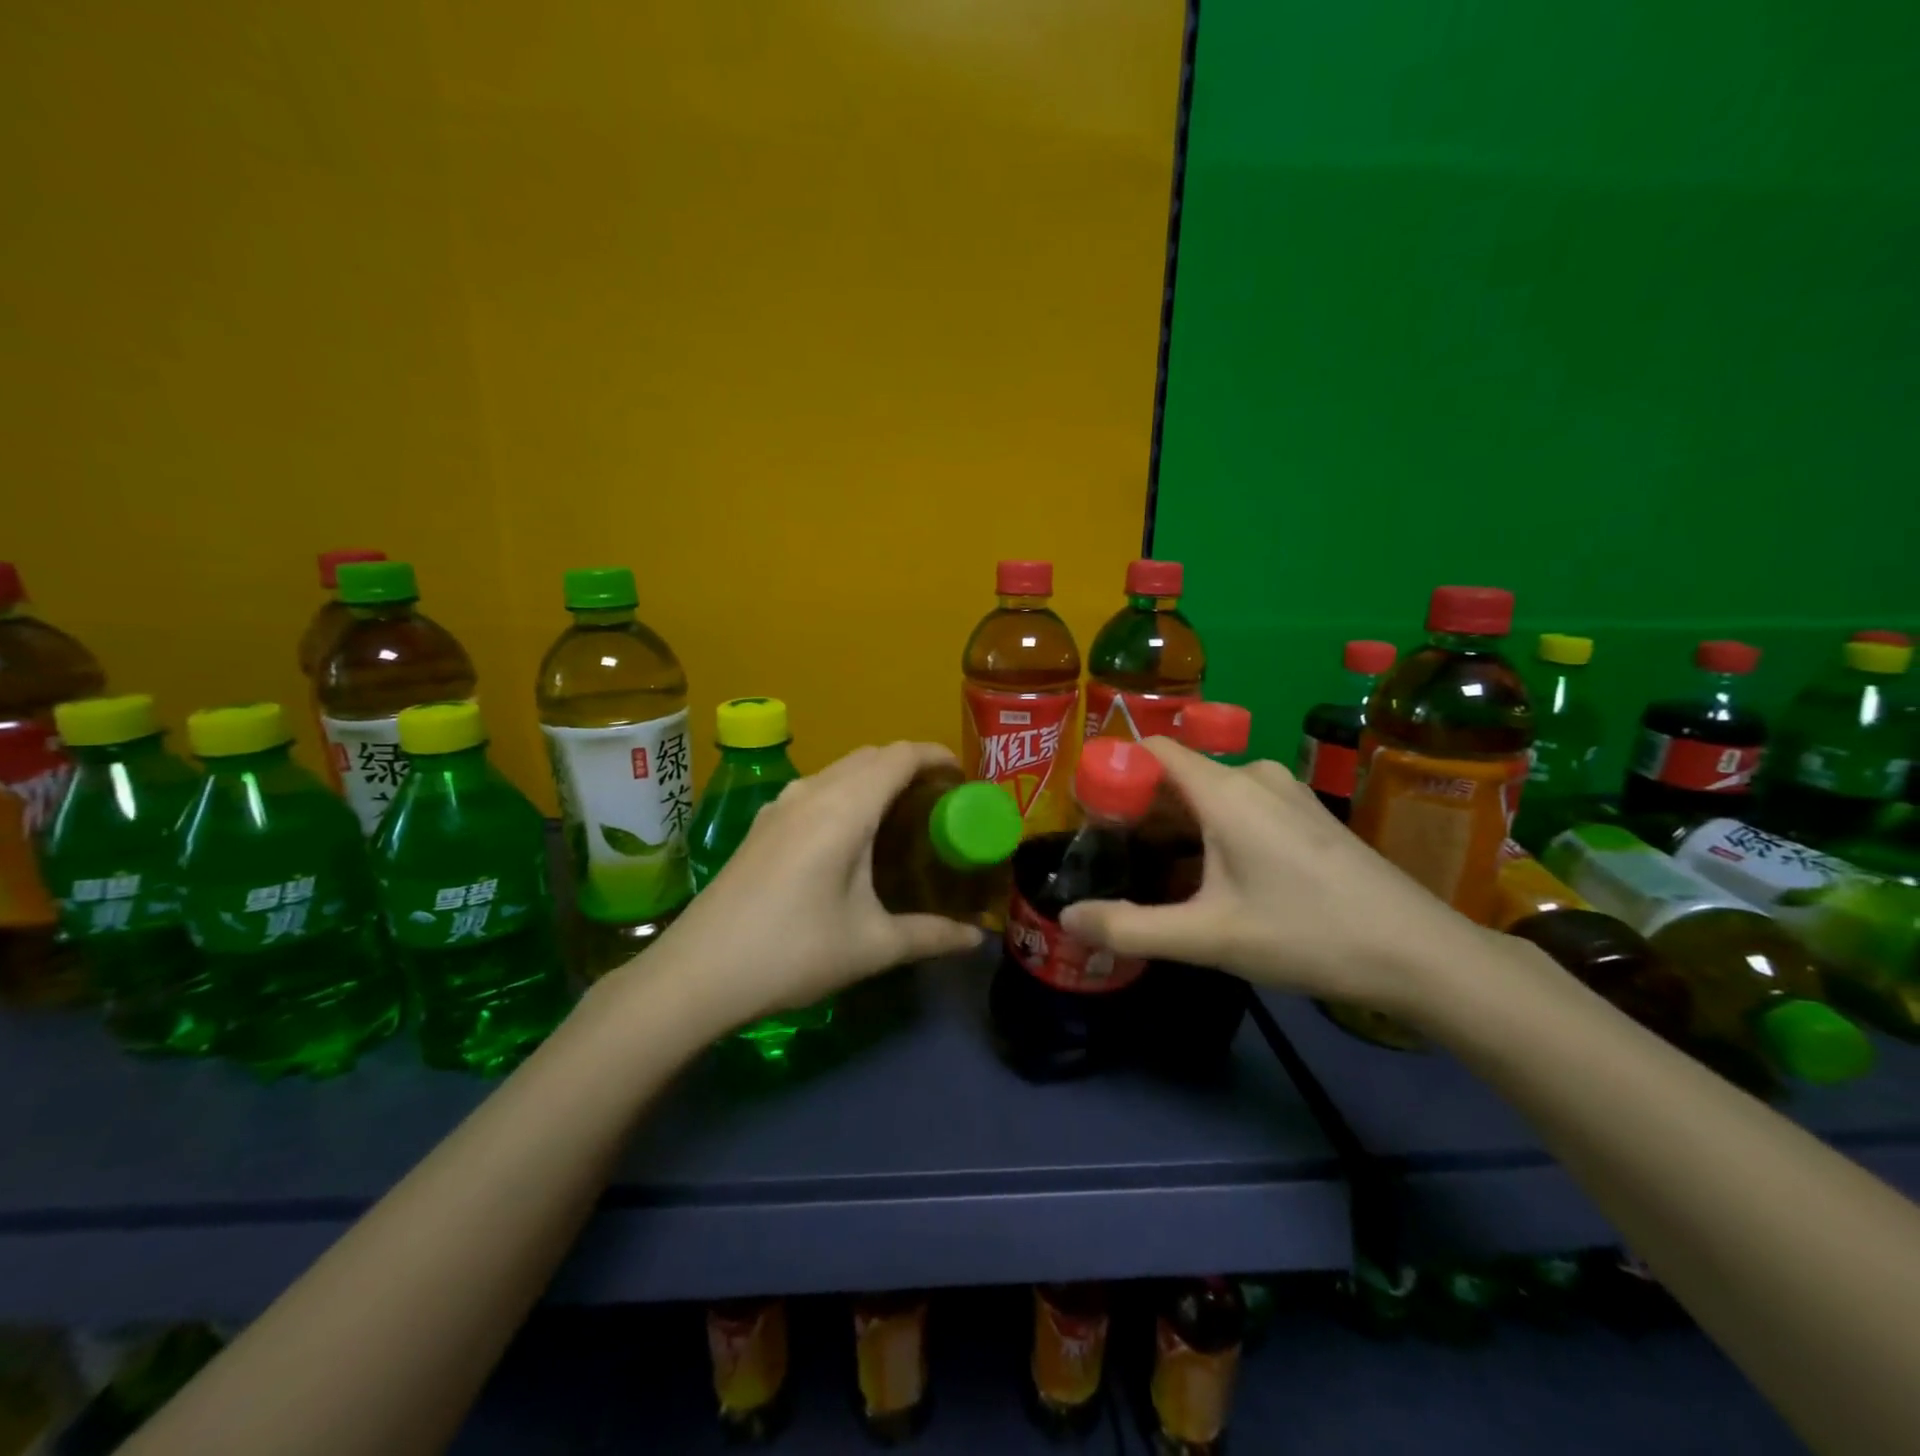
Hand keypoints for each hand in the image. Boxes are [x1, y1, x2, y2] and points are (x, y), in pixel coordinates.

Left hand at [613, 742, 985, 1031]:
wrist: (697, 972)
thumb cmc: (793, 952)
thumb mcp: (871, 946)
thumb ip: (930, 935)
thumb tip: (978, 940)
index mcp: (844, 809)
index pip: (899, 756)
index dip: (935, 755)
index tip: (963, 777)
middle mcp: (812, 793)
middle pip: (870, 755)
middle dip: (910, 765)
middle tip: (939, 801)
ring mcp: (780, 806)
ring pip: (839, 769)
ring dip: (874, 776)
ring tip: (900, 814)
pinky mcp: (761, 825)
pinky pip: (815, 788)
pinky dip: (846, 791)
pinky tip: (849, 834)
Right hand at [1058, 738, 1497, 1018]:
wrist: (1421, 954)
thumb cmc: (1307, 935)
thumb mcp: (1209, 939)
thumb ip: (1130, 928)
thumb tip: (1067, 919)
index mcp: (1225, 790)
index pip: (1153, 749)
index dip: (1114, 770)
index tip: (1087, 813)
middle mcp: (1254, 776)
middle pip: (1178, 775)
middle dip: (1140, 810)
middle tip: (1112, 856)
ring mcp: (1286, 793)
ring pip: (1210, 794)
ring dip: (1176, 825)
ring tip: (1153, 871)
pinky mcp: (1306, 815)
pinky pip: (1240, 807)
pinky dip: (1211, 830)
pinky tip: (1211, 876)